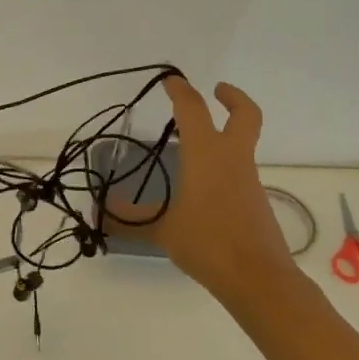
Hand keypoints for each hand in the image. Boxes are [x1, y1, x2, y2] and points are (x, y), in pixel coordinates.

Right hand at [130, 76, 294, 301]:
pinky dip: (224, 167)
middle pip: (244, 115)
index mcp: (206, 154)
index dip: (181, 90)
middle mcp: (232, 159)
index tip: (171, 80)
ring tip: (194, 148)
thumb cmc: (208, 243)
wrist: (259, 279)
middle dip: (232, 97)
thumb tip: (100, 212)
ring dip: (225, 135)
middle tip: (216, 90)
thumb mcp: (163, 230)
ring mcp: (248, 180)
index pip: (193, 110)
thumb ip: (131, 219)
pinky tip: (203, 189)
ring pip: (242, 144)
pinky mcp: (256, 202)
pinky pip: (239, 172)